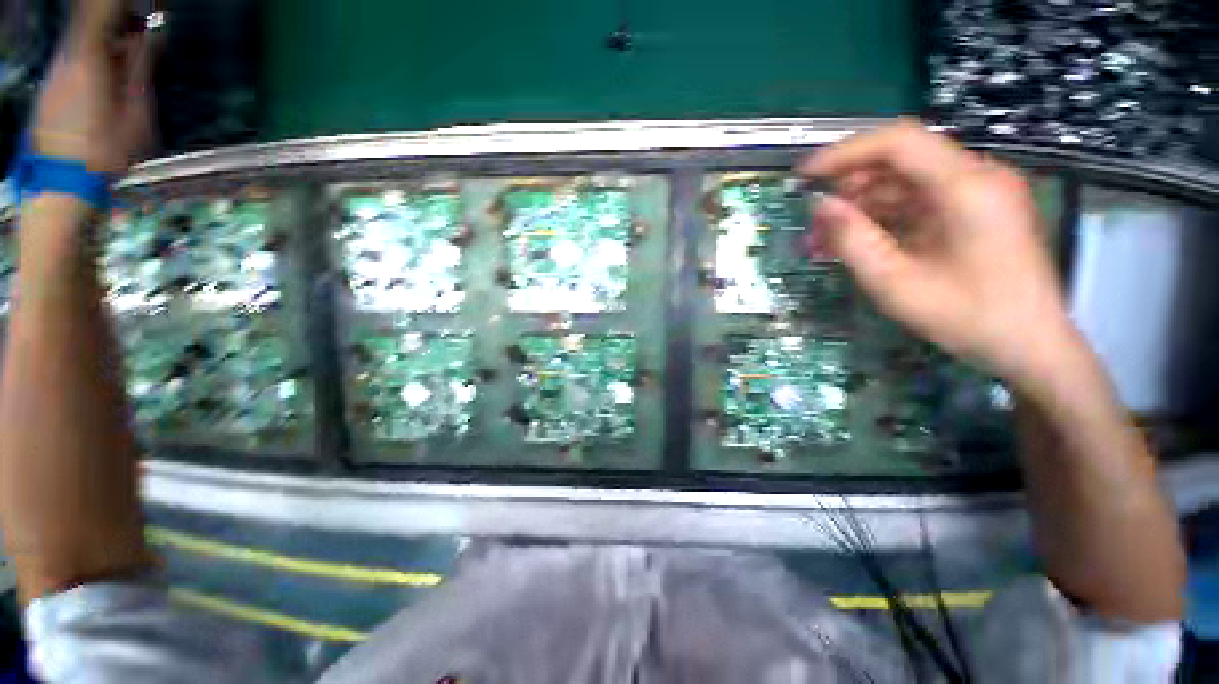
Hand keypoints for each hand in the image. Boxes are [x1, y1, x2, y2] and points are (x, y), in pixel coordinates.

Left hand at [32, 0, 151, 173]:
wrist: (60, 188)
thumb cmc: (103, 153)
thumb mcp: (135, 114)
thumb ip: (140, 70)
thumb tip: (150, 35)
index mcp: (88, 57)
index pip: (100, 7)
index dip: (124, 2)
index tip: (150, 5)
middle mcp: (67, 55)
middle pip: (91, 18)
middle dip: (121, 17)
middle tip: (148, 26)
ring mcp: (56, 71)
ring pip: (84, 38)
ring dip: (111, 38)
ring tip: (134, 52)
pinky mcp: (52, 86)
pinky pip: (76, 56)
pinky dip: (98, 55)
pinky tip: (112, 74)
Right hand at [799, 120, 1081, 390]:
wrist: (1030, 346)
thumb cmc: (967, 317)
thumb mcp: (895, 282)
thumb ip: (852, 239)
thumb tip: (818, 205)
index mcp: (966, 186)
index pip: (898, 142)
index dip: (845, 152)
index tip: (805, 175)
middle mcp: (978, 177)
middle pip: (903, 158)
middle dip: (851, 182)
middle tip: (815, 214)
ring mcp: (980, 193)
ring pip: (908, 180)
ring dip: (864, 202)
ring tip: (827, 233)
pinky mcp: (976, 211)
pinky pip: (921, 200)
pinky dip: (885, 215)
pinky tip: (858, 237)